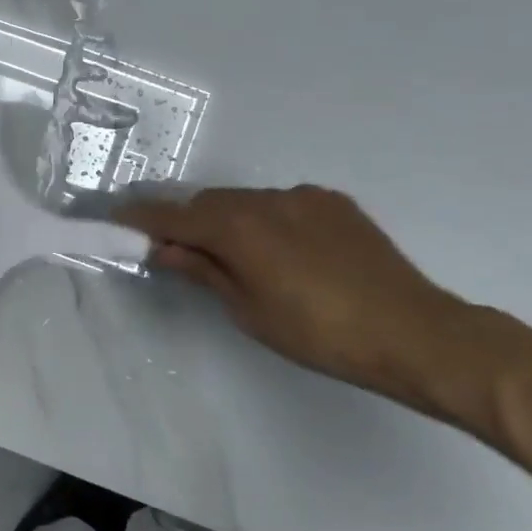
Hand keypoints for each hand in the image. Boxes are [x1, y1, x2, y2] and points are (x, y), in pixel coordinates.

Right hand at [117, 186, 471, 404]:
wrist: (415, 333)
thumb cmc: (319, 333)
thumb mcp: (248, 310)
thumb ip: (203, 271)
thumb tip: (164, 249)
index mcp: (238, 227)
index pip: (174, 215)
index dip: (142, 217)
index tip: (116, 218)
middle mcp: (266, 199)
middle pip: (209, 202)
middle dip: (188, 222)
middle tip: (178, 251)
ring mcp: (304, 197)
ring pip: (246, 201)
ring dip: (229, 221)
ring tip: (235, 256)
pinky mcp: (334, 203)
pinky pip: (282, 204)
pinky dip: (266, 220)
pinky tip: (282, 252)